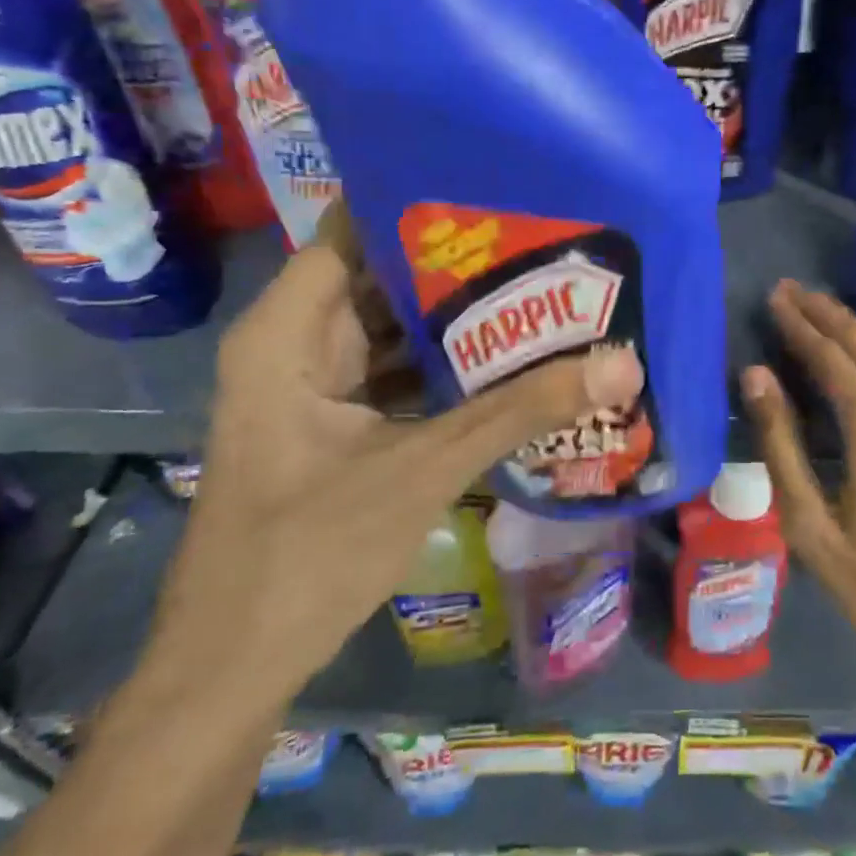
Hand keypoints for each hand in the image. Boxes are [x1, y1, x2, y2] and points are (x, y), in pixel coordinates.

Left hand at [150, 231, 643, 701]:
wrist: (235, 666)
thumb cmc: (308, 554)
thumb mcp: (423, 470)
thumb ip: (520, 412)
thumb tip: (620, 364)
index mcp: (288, 333)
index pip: (353, 232)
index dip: (420, 204)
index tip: (497, 189)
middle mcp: (296, 345)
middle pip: (381, 279)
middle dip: (458, 263)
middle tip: (541, 239)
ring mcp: (316, 388)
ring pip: (393, 330)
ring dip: (458, 320)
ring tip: (539, 288)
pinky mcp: (336, 425)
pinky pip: (397, 375)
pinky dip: (445, 368)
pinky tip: (509, 360)